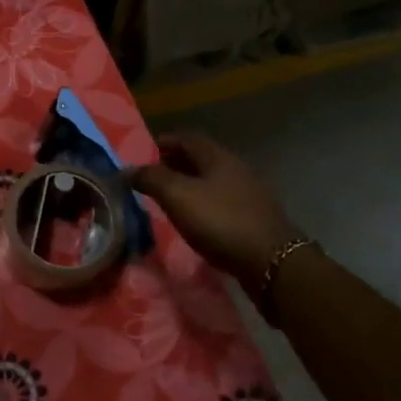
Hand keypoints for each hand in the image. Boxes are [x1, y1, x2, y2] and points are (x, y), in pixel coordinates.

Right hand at [132, 132, 298, 279]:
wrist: (272, 261)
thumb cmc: (221, 222)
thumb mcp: (178, 197)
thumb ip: (151, 179)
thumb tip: (128, 169)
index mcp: (218, 157)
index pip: (187, 138)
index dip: (164, 142)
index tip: (144, 154)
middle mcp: (236, 169)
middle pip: (200, 159)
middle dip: (174, 164)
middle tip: (151, 178)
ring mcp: (249, 193)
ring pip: (212, 181)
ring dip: (189, 185)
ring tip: (168, 199)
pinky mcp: (255, 217)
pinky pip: (222, 201)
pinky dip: (203, 203)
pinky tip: (194, 219)